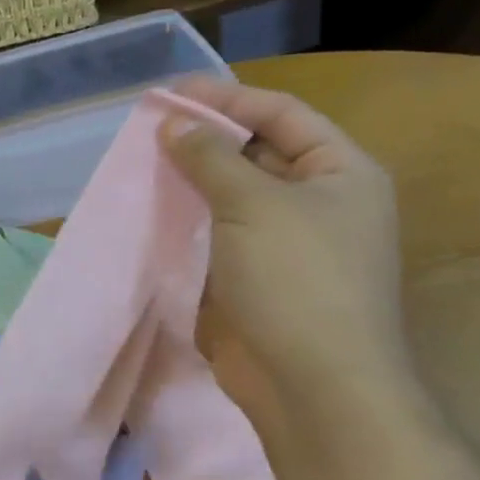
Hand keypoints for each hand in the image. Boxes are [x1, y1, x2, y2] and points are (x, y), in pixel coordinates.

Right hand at [161, 78, 409, 413]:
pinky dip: (186, 226)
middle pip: (256, 154)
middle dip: (203, 142)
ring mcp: (285, 246)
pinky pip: (216, 240)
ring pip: (230, 200)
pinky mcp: (254, 282)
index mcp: (340, 172)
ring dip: (189, 185)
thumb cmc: (296, 279)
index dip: (227, 99)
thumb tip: (173, 123)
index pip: (282, 115)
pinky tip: (149, 217)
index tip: (169, 95)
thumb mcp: (252, 204)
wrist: (312, 384)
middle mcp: (318, 203)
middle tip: (147, 133)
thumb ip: (210, 158)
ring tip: (140, 169)